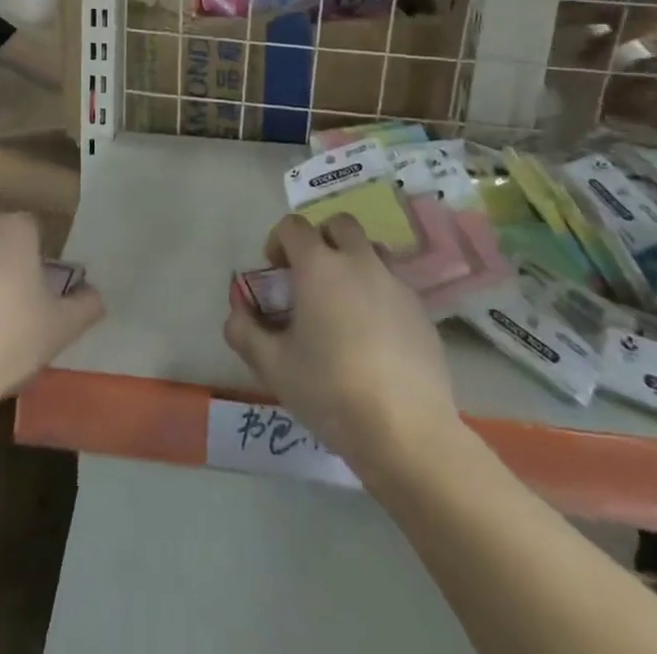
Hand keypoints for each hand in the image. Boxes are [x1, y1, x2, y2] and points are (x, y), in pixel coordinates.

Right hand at [224, 215, 457, 470]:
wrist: (407, 431)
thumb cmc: (331, 391)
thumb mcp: (274, 367)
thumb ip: (245, 332)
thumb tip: (236, 313)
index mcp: (319, 266)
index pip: (293, 226)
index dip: (278, 240)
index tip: (275, 271)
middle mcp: (358, 261)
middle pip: (339, 224)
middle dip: (321, 239)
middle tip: (311, 276)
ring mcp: (395, 283)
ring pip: (372, 249)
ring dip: (354, 260)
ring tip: (344, 302)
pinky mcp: (421, 310)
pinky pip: (394, 284)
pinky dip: (378, 293)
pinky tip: (374, 335)